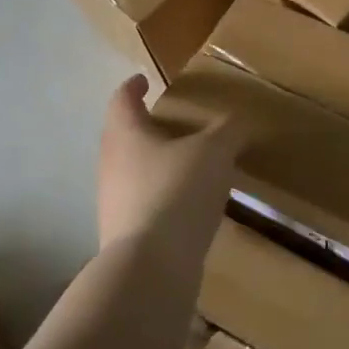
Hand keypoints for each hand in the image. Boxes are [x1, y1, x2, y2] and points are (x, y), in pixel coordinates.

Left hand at [97, 75, 242, 258]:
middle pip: (124, 136)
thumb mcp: (213, 152)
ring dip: (156, 163)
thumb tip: (237, 121)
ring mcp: (114, 202)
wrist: (151, 268)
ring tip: (188, 163)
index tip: (144, 79)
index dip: (134, 87)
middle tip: (174, 122)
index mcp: (125, 134)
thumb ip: (227, 131)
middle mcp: (111, 164)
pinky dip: (163, 195)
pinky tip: (189, 204)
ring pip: (133, 171)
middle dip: (146, 126)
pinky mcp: (126, 234)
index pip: (122, 99)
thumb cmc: (176, 192)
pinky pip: (144, 202)